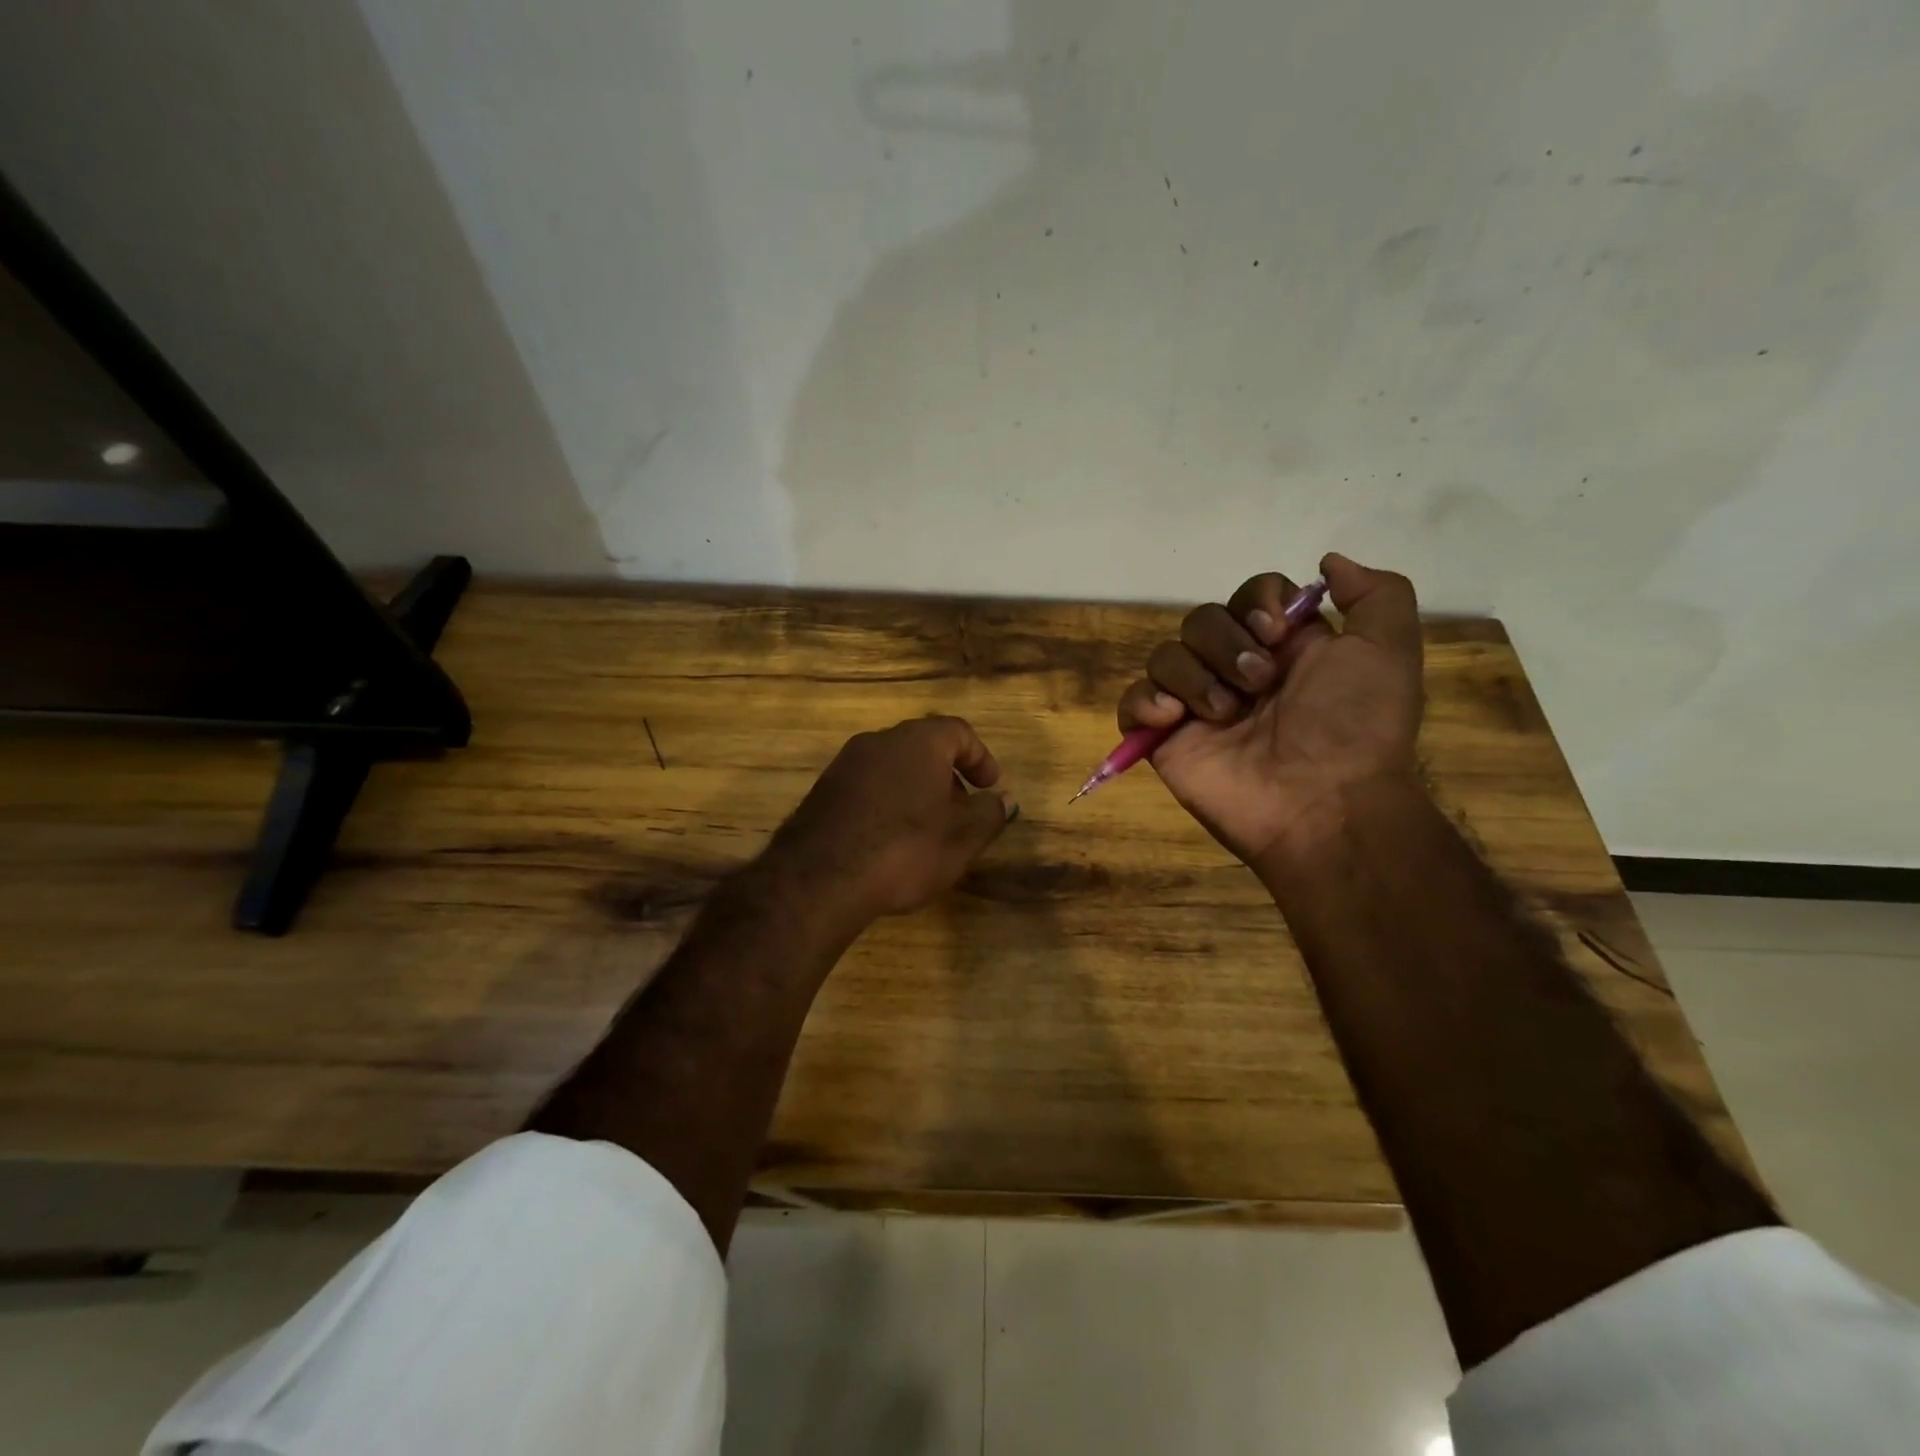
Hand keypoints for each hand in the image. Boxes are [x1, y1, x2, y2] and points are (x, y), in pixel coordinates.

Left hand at [760, 716, 1016, 926]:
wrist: (820, 878)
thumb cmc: (904, 850)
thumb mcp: (961, 839)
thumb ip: (989, 814)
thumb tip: (1004, 800)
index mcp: (919, 742)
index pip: (958, 731)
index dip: (980, 758)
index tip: (990, 788)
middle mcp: (880, 741)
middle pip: (924, 747)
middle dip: (948, 776)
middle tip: (961, 813)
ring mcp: (846, 763)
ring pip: (893, 766)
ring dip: (917, 790)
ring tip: (927, 831)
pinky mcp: (823, 790)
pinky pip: (868, 785)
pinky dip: (887, 802)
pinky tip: (889, 840)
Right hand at [1116, 553, 1423, 873]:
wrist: (1323, 804)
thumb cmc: (1354, 727)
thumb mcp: (1389, 651)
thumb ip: (1376, 594)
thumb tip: (1327, 562)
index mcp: (1283, 648)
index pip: (1249, 595)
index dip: (1257, 601)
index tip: (1277, 630)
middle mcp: (1235, 670)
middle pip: (1202, 619)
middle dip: (1227, 644)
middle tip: (1258, 683)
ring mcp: (1196, 706)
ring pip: (1165, 655)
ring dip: (1195, 677)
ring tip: (1225, 714)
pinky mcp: (1164, 738)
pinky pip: (1132, 701)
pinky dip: (1147, 702)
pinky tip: (1176, 719)